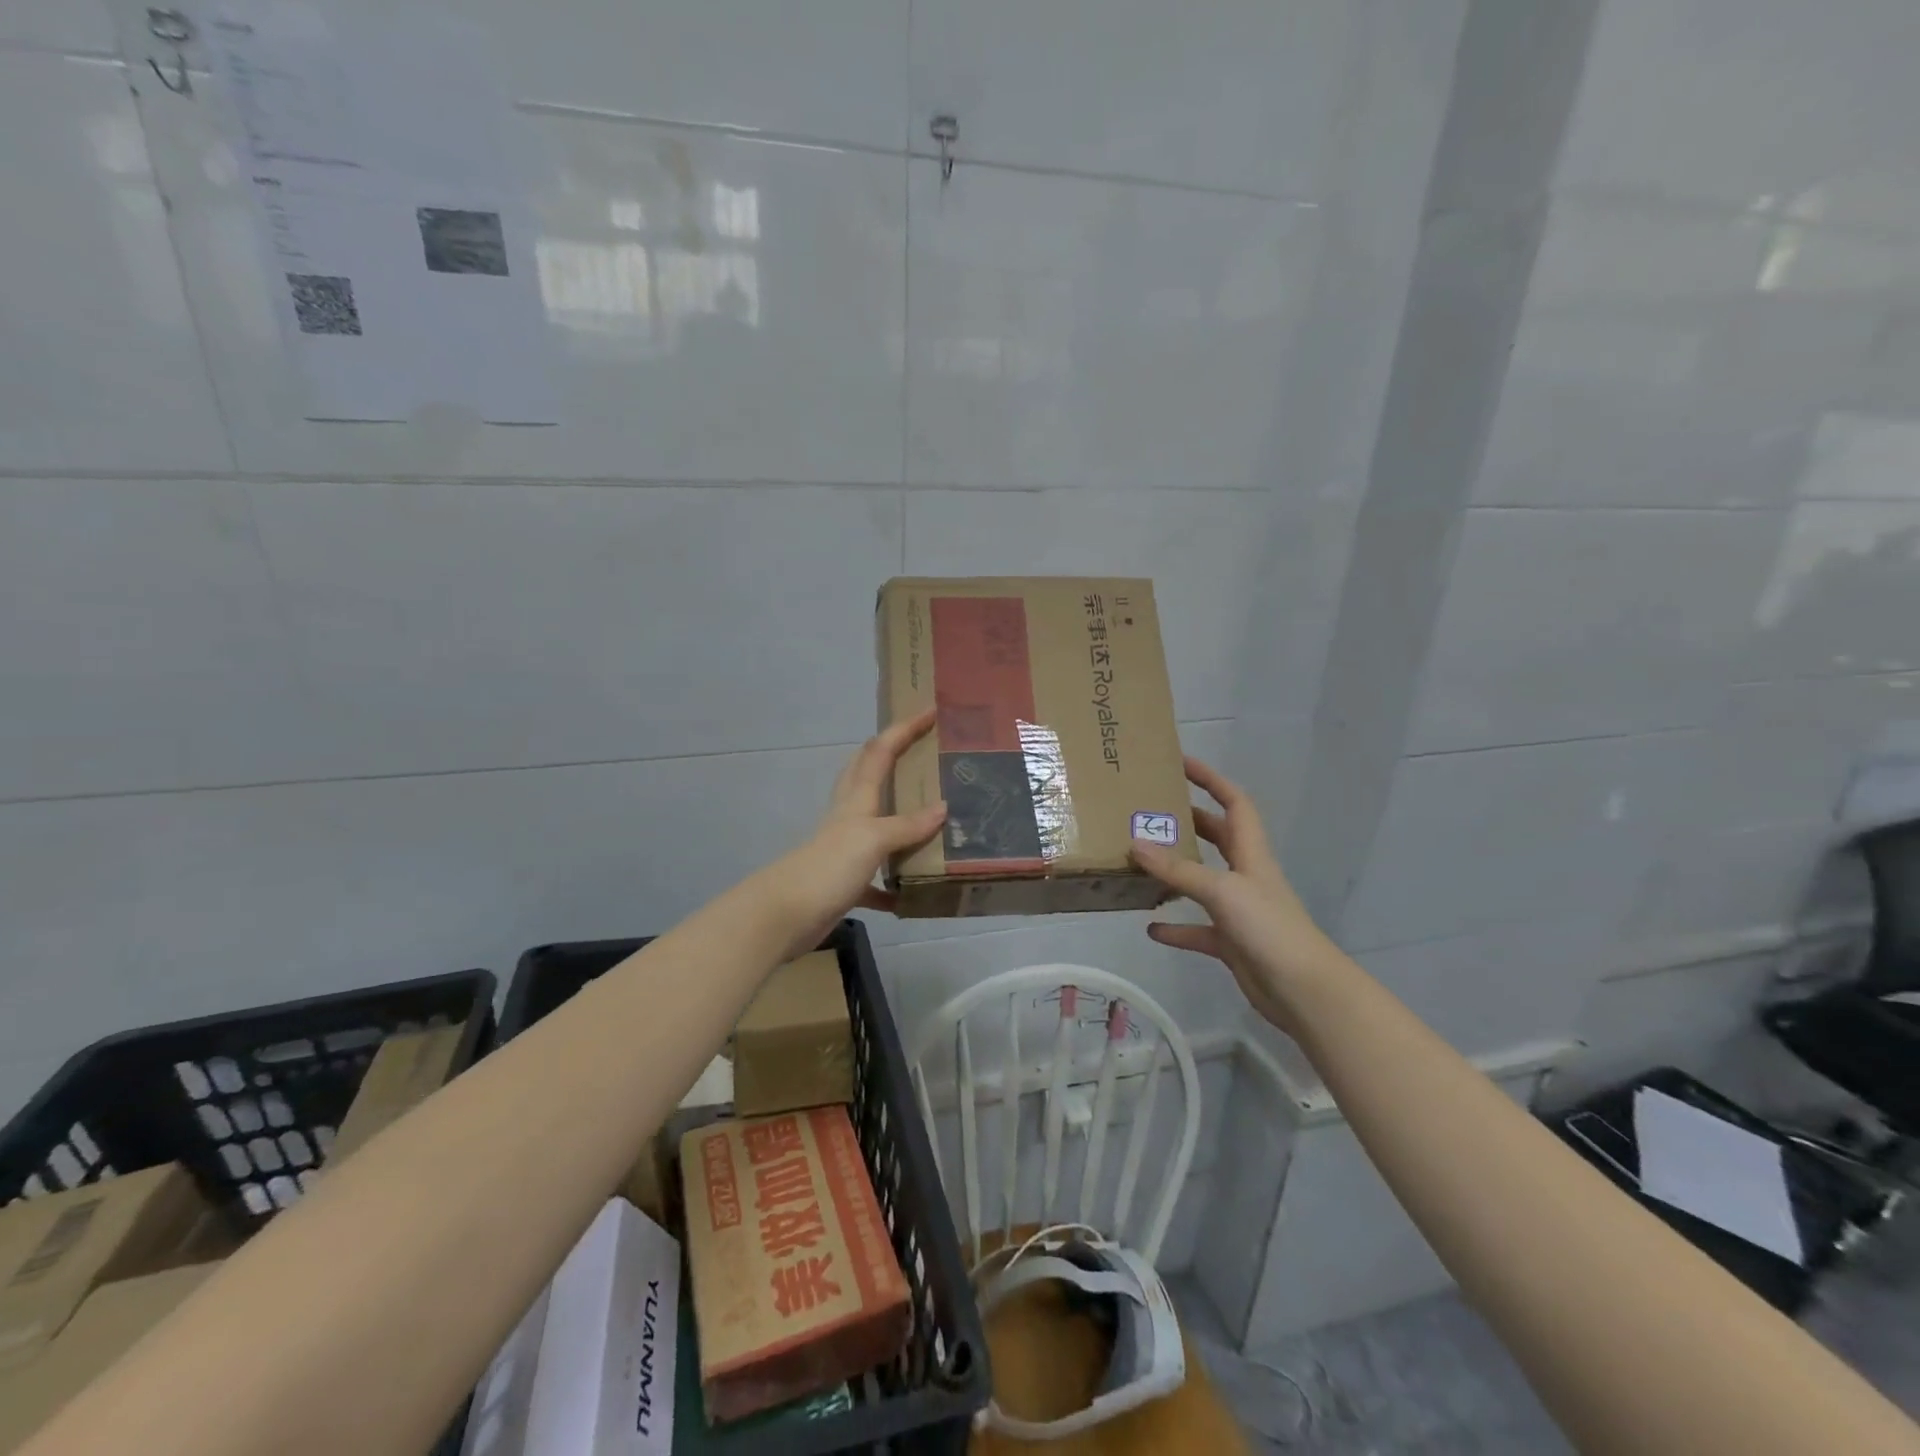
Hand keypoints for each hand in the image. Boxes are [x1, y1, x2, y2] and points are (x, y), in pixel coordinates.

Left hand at [763, 709, 947, 957]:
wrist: (785, 915)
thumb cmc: (828, 867)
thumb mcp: (872, 839)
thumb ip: (907, 825)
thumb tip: (942, 809)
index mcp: (856, 799)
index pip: (881, 752)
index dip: (904, 729)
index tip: (930, 710)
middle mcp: (850, 817)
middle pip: (867, 775)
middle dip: (890, 756)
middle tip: (921, 749)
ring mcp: (845, 850)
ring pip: (875, 823)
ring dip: (898, 816)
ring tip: (930, 814)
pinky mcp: (844, 882)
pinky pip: (875, 879)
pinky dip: (892, 885)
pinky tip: (910, 895)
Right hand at [1130, 757, 1338, 1033]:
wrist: (1303, 990)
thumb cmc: (1269, 928)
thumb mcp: (1222, 891)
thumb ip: (1179, 870)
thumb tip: (1135, 844)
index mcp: (1251, 853)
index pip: (1234, 802)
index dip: (1211, 779)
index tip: (1181, 763)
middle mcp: (1245, 875)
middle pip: (1217, 837)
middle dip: (1188, 821)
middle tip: (1151, 810)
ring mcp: (1238, 910)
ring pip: (1202, 882)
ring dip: (1176, 872)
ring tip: (1142, 861)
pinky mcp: (1231, 942)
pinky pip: (1197, 929)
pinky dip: (1175, 928)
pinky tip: (1150, 928)